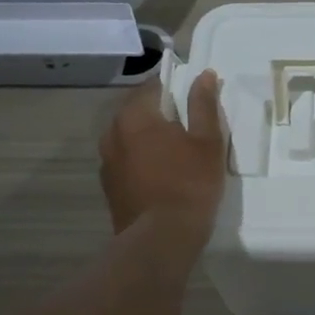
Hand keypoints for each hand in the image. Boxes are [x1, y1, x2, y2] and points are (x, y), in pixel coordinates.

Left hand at [99, 69, 226, 236]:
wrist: (161, 240)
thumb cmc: (189, 184)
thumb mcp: (207, 141)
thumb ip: (203, 105)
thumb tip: (204, 75)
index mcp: (135, 116)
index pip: (152, 86)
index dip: (174, 87)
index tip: (192, 99)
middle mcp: (112, 133)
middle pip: (137, 111)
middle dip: (160, 113)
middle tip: (188, 126)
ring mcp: (107, 162)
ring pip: (129, 137)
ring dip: (149, 138)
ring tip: (176, 151)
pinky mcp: (109, 187)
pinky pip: (126, 161)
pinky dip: (141, 160)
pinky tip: (162, 175)